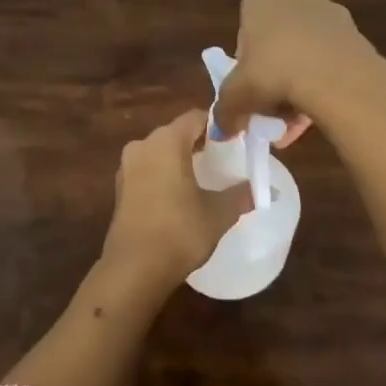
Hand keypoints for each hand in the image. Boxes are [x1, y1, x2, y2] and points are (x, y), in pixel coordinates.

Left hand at [102, 109, 251, 288]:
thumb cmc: (179, 231)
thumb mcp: (218, 213)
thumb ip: (242, 195)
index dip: (218, 125)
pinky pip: (147, 169)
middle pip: (176, 132)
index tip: (237, 139)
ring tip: (204, 176)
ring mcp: (127, 167)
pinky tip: (180, 194)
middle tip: (224, 157)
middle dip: (199, 141)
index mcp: (166, 141)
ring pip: (160, 151)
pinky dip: (164, 174)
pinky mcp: (120, 188)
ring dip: (180, 158)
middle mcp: (143, 145)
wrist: (134, 268)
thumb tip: (264, 189)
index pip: (196, 118)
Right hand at [213, 0, 385, 138]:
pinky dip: (323, 84)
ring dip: (299, 84)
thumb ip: (225, 111)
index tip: (249, 87)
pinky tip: (318, 114)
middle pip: (277, 41)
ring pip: (306, 53)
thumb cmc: (274, 72)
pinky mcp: (356, 34)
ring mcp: (330, 12)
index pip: (246, 29)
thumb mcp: (236, 96)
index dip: (245, 63)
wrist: (337, 77)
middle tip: (271, 108)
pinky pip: (331, 61)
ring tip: (296, 123)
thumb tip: (222, 129)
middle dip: (274, 75)